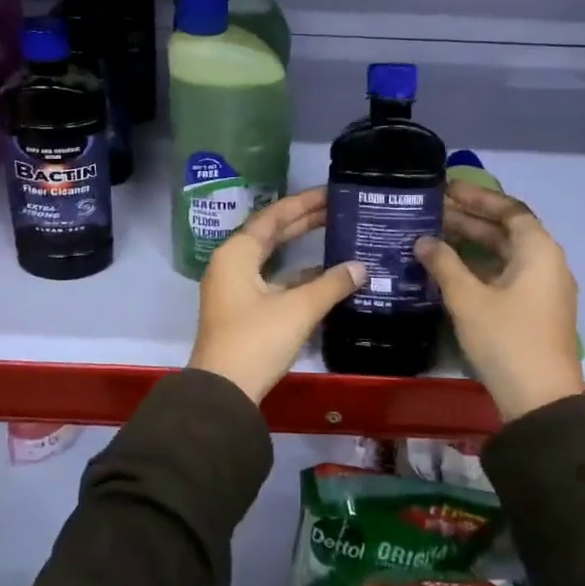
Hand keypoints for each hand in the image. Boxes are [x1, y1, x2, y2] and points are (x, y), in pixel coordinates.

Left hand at [188, 188, 366, 403]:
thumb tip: (361, 267)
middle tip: (338, 208)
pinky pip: (272, 279)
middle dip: (304, 221)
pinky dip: (296, 275)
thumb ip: (331, 284)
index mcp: (237, 252)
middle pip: (271, 233)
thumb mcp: (298, 309)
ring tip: (336, 234)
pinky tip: (325, 276)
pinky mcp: (242, 310)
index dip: (304, 203)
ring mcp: (234, 288)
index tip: (331, 193)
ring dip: (301, 248)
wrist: (223, 392)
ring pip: (272, 258)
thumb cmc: (257, 340)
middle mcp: (231, 263)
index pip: (273, 216)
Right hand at [416, 183, 582, 421]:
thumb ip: (443, 263)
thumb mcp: (467, 298)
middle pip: (507, 230)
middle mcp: (547, 263)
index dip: (477, 197)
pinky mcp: (535, 310)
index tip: (447, 188)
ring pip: (505, 254)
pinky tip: (450, 268)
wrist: (540, 399)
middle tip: (432, 210)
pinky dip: (480, 265)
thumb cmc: (506, 338)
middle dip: (470, 219)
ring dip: (473, 243)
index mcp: (538, 251)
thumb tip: (423, 240)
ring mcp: (543, 288)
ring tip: (434, 234)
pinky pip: (506, 273)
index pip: (508, 209)